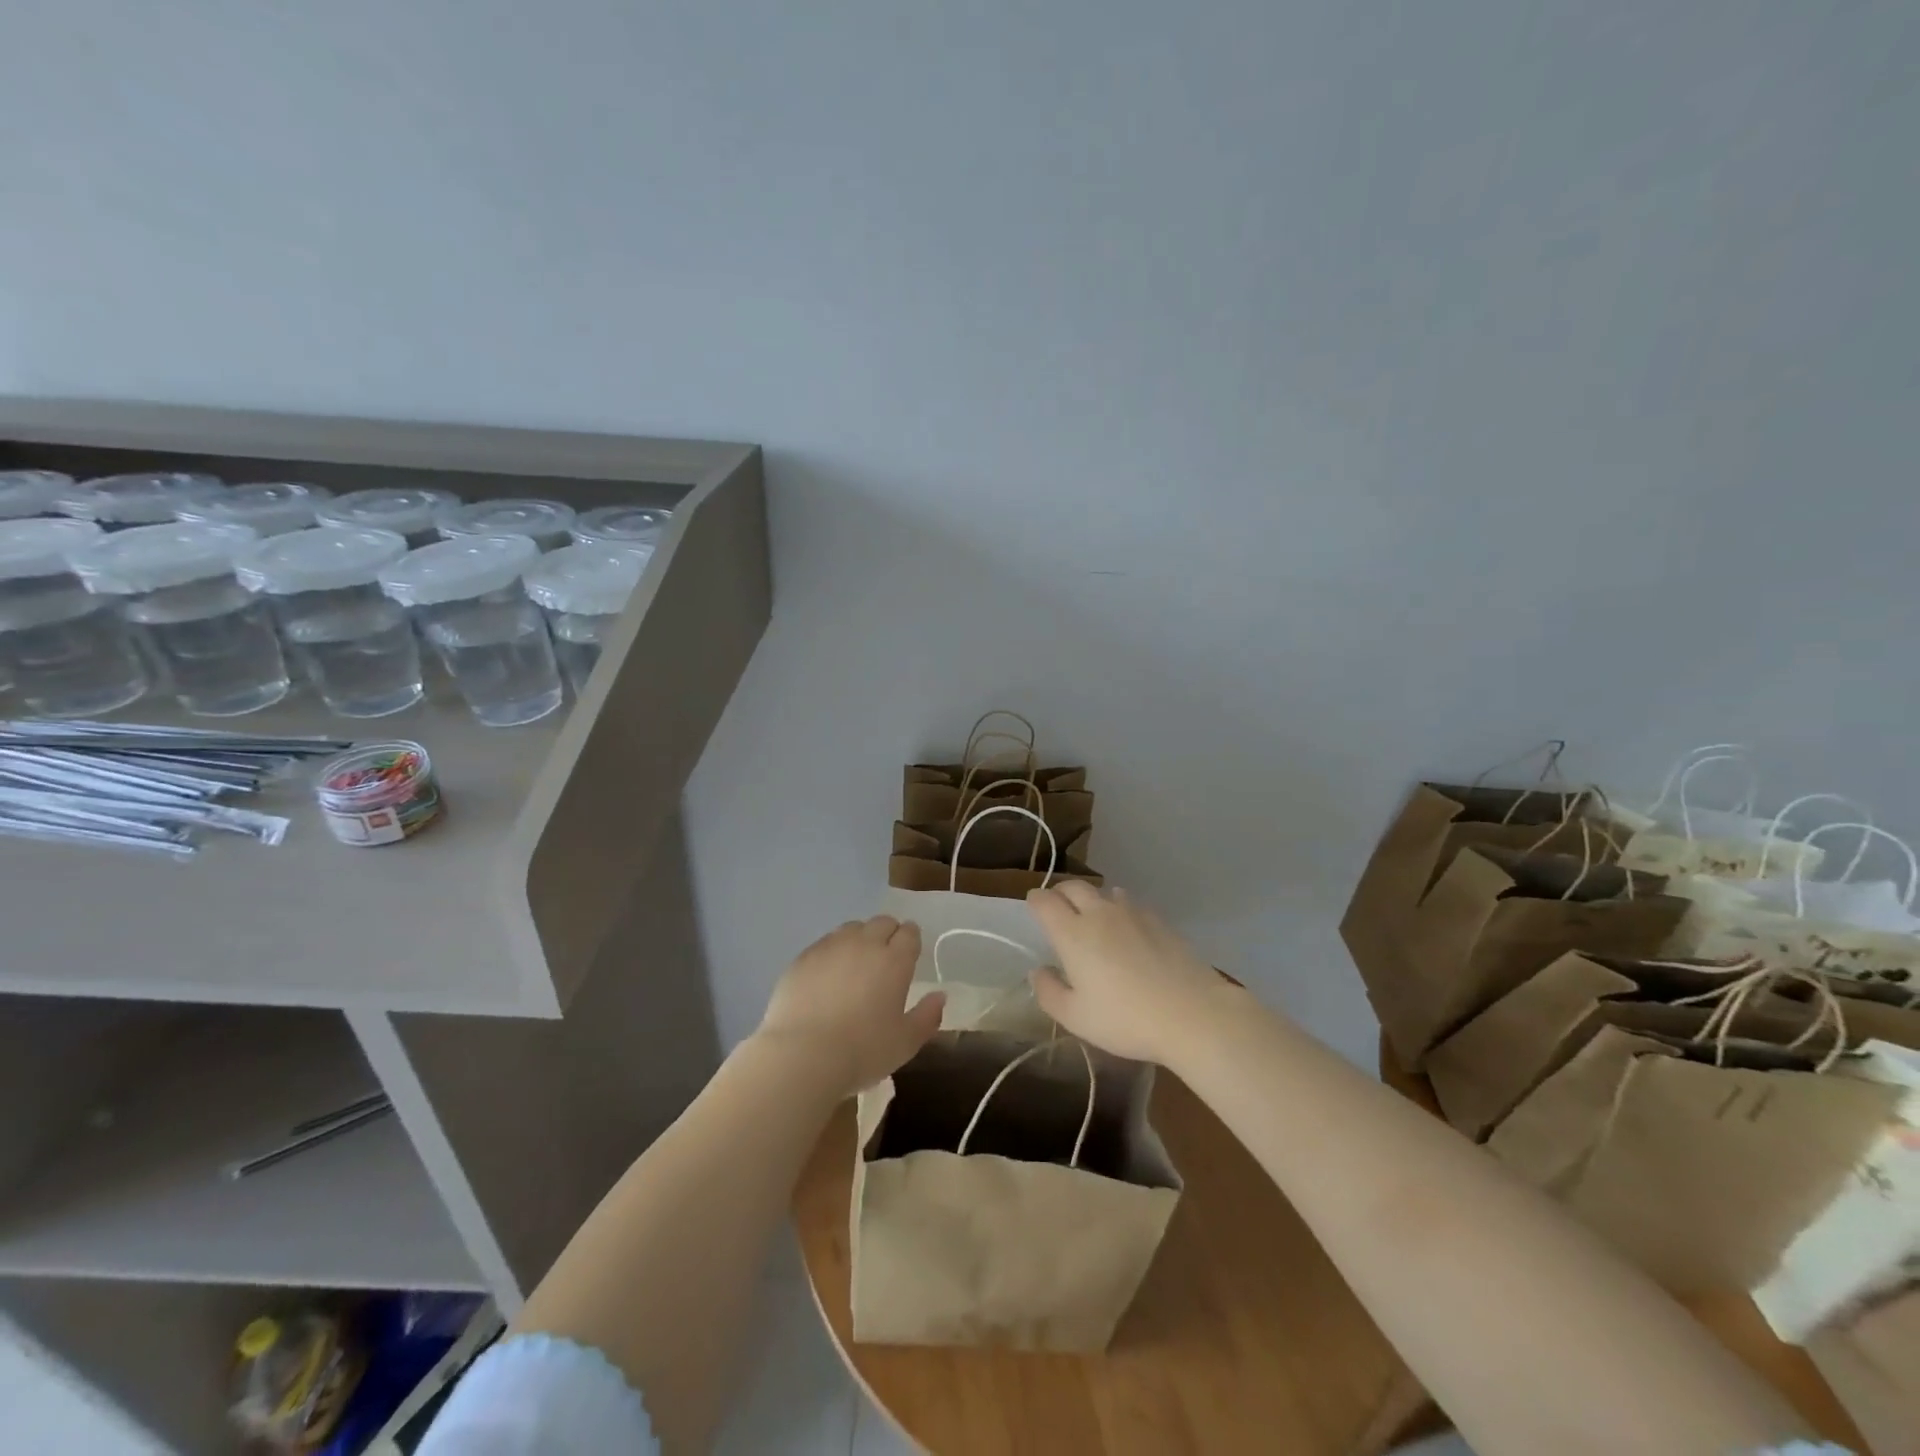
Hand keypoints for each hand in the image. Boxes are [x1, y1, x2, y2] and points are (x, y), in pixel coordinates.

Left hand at [756, 916, 945, 1097]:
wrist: (803, 1056)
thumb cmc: (863, 1051)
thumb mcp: (906, 1042)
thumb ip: (928, 1016)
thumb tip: (939, 996)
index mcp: (895, 960)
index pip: (910, 932)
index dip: (911, 941)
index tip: (909, 955)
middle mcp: (864, 944)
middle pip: (882, 922)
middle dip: (888, 934)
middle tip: (884, 961)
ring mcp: (831, 947)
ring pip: (851, 929)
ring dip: (859, 940)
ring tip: (854, 966)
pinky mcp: (803, 958)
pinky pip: (824, 944)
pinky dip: (831, 953)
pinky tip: (826, 977)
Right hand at [1026, 883, 1239, 1064]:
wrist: (1192, 1014)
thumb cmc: (1126, 1019)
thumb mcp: (1076, 1018)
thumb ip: (1049, 992)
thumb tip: (1039, 971)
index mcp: (1072, 934)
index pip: (1044, 901)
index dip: (1035, 901)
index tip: (1033, 908)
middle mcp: (1099, 913)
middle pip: (1073, 886)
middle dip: (1059, 893)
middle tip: (1057, 909)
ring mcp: (1132, 913)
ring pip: (1103, 891)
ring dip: (1091, 899)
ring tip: (1092, 918)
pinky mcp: (1158, 920)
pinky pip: (1130, 902)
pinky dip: (1119, 907)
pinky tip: (1126, 928)